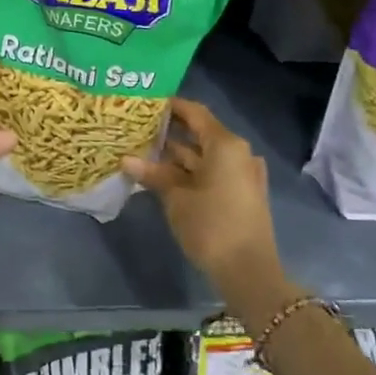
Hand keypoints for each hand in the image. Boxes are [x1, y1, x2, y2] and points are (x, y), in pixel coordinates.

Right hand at [123, 98, 286, 302]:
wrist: (248, 271)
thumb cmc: (211, 226)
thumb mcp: (176, 198)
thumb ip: (154, 174)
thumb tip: (126, 159)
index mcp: (226, 145)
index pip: (195, 113)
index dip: (171, 106)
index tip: (146, 103)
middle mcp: (237, 153)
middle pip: (200, 133)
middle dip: (169, 133)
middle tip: (137, 128)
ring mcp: (241, 174)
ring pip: (204, 156)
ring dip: (176, 156)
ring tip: (142, 151)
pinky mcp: (240, 193)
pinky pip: (211, 172)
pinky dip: (189, 172)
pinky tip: (161, 176)